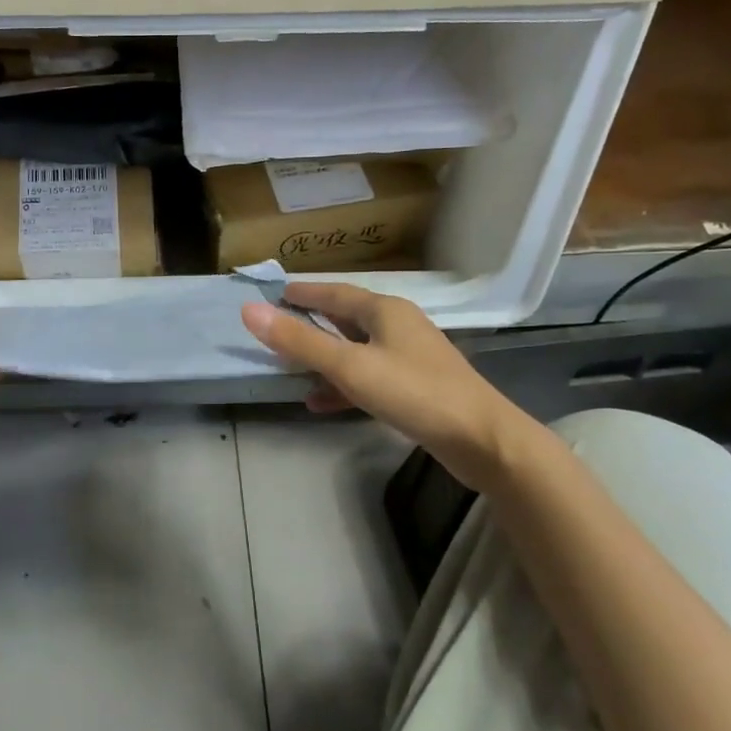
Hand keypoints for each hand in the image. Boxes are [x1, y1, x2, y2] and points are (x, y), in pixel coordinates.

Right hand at [241, 284, 531, 488]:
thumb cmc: (413, 392)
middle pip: (345, 318)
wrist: (481, 439)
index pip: (334, 292)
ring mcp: (408, 357)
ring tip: (289, 368)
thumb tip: (249, 310)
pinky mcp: (414, 387)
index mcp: (384, 310)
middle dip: (311, 323)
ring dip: (323, 357)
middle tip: (277, 326)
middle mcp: (397, 326)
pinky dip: (342, 385)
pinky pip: (367, 378)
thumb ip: (299, 341)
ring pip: (355, 350)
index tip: (275, 293)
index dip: (303, 292)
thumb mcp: (349, 365)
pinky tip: (319, 402)